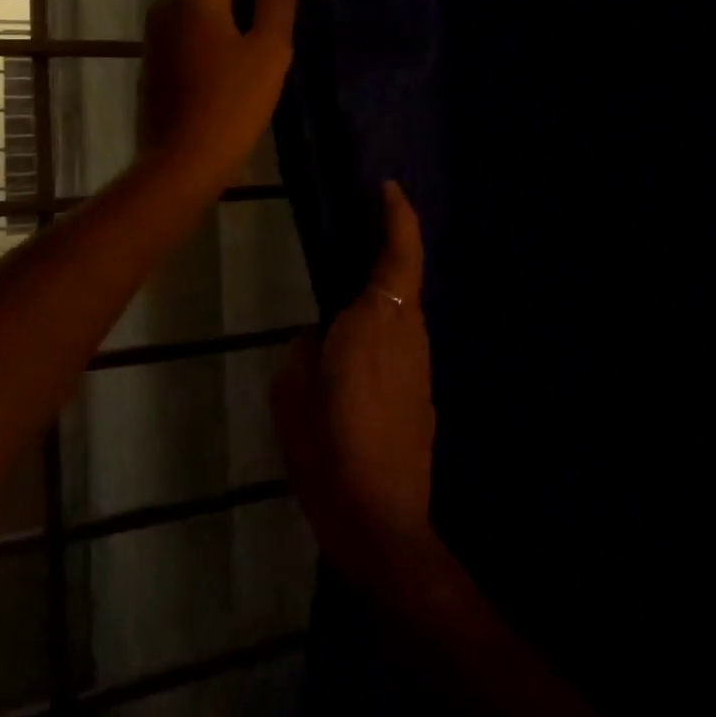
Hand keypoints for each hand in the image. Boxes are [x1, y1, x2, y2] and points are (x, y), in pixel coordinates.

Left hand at [138, 0, 296, 193]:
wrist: (182, 161)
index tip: (279, 1)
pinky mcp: (150, 61)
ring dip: (224, 22)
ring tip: (250, 57)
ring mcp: (154, 35)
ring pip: (196, 10)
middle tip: (268, 35)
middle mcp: (167, 6)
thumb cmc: (232, 104)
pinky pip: (184, 35)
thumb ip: (278, 3)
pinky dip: (205, 42)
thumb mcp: (270, 51)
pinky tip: (223, 75)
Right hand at [272, 182, 438, 590]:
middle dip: (387, 249)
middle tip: (354, 231)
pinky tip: (354, 351)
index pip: (398, 257)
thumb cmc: (328, 452)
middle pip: (404, 280)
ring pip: (405, 313)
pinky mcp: (423, 397)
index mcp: (374, 325)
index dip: (398, 218)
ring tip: (344, 292)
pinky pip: (402, 344)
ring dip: (383, 292)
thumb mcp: (292, 392)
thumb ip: (305, 348)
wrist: (383, 527)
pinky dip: (382, 329)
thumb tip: (320, 335)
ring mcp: (421, 370)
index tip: (387, 188)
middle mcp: (408, 337)